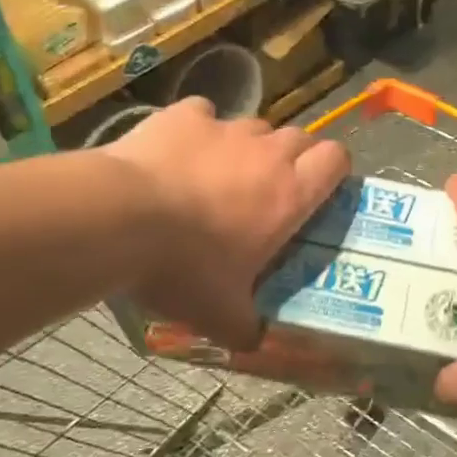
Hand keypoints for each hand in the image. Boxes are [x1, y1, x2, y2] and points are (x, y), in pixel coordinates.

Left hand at [101, 97, 349, 347]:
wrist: (120, 220)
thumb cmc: (183, 268)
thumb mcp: (220, 314)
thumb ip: (246, 328)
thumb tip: (254, 343)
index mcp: (290, 195)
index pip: (336, 158)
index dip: (333, 169)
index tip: (319, 189)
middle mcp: (267, 153)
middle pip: (299, 137)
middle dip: (292, 158)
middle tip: (268, 190)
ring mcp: (225, 128)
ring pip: (254, 126)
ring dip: (247, 146)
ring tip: (218, 174)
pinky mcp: (184, 115)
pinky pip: (203, 113)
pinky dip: (198, 129)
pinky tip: (179, 151)